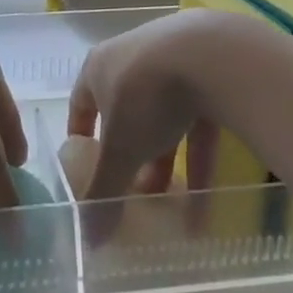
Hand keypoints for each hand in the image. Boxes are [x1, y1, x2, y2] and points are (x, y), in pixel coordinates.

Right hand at [67, 12, 237, 198]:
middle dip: (131, 153)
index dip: (82, 134)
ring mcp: (172, 55)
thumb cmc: (146, 97)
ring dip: (167, 156)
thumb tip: (87, 239)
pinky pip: (199, 113)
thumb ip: (104, 190)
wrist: (211, 54)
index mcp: (98, 67)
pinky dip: (200, 149)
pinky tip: (209, 188)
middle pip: (126, 111)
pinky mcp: (209, 64)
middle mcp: (131, 56)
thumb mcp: (121, 151)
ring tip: (173, 198)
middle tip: (136, 189)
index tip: (87, 163)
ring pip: (165, 114)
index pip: (81, 102)